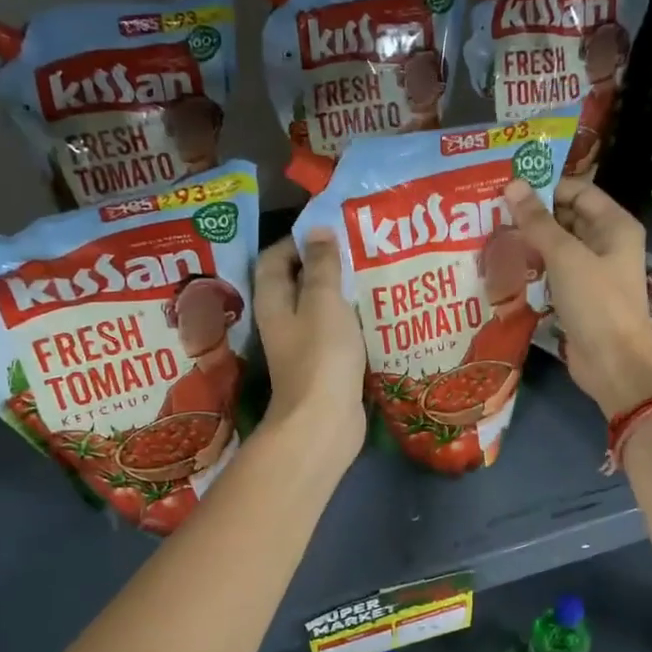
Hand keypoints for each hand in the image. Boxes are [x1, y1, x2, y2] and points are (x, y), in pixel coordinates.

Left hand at [255, 231, 367, 473]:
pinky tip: (378, 313)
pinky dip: (353, 320)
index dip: (301, 239)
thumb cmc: (321, 355)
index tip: (335, 230)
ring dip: (343, 292)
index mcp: (273, 299)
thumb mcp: (324, 301)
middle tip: (361, 249)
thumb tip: (317, 230)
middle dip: (327, 263)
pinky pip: (337, 332)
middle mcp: (282, 319)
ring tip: (374, 274)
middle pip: (299, 281)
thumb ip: (322, 265)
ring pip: (321, 308)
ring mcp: (302, 344)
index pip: (277, 256)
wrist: (324, 422)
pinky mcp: (324, 364)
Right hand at [504, 178, 651, 418]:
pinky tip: (504, 266)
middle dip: (533, 215)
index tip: (507, 187)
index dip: (545, 187)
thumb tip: (512, 185)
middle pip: (566, 218)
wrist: (614, 364)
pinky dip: (532, 268)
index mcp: (615, 226)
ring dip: (529, 242)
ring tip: (491, 235)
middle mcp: (606, 244)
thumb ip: (537, 222)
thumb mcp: (565, 256)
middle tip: (491, 210)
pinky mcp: (578, 298)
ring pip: (557, 247)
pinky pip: (553, 273)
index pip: (578, 191)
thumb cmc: (596, 302)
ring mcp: (592, 273)